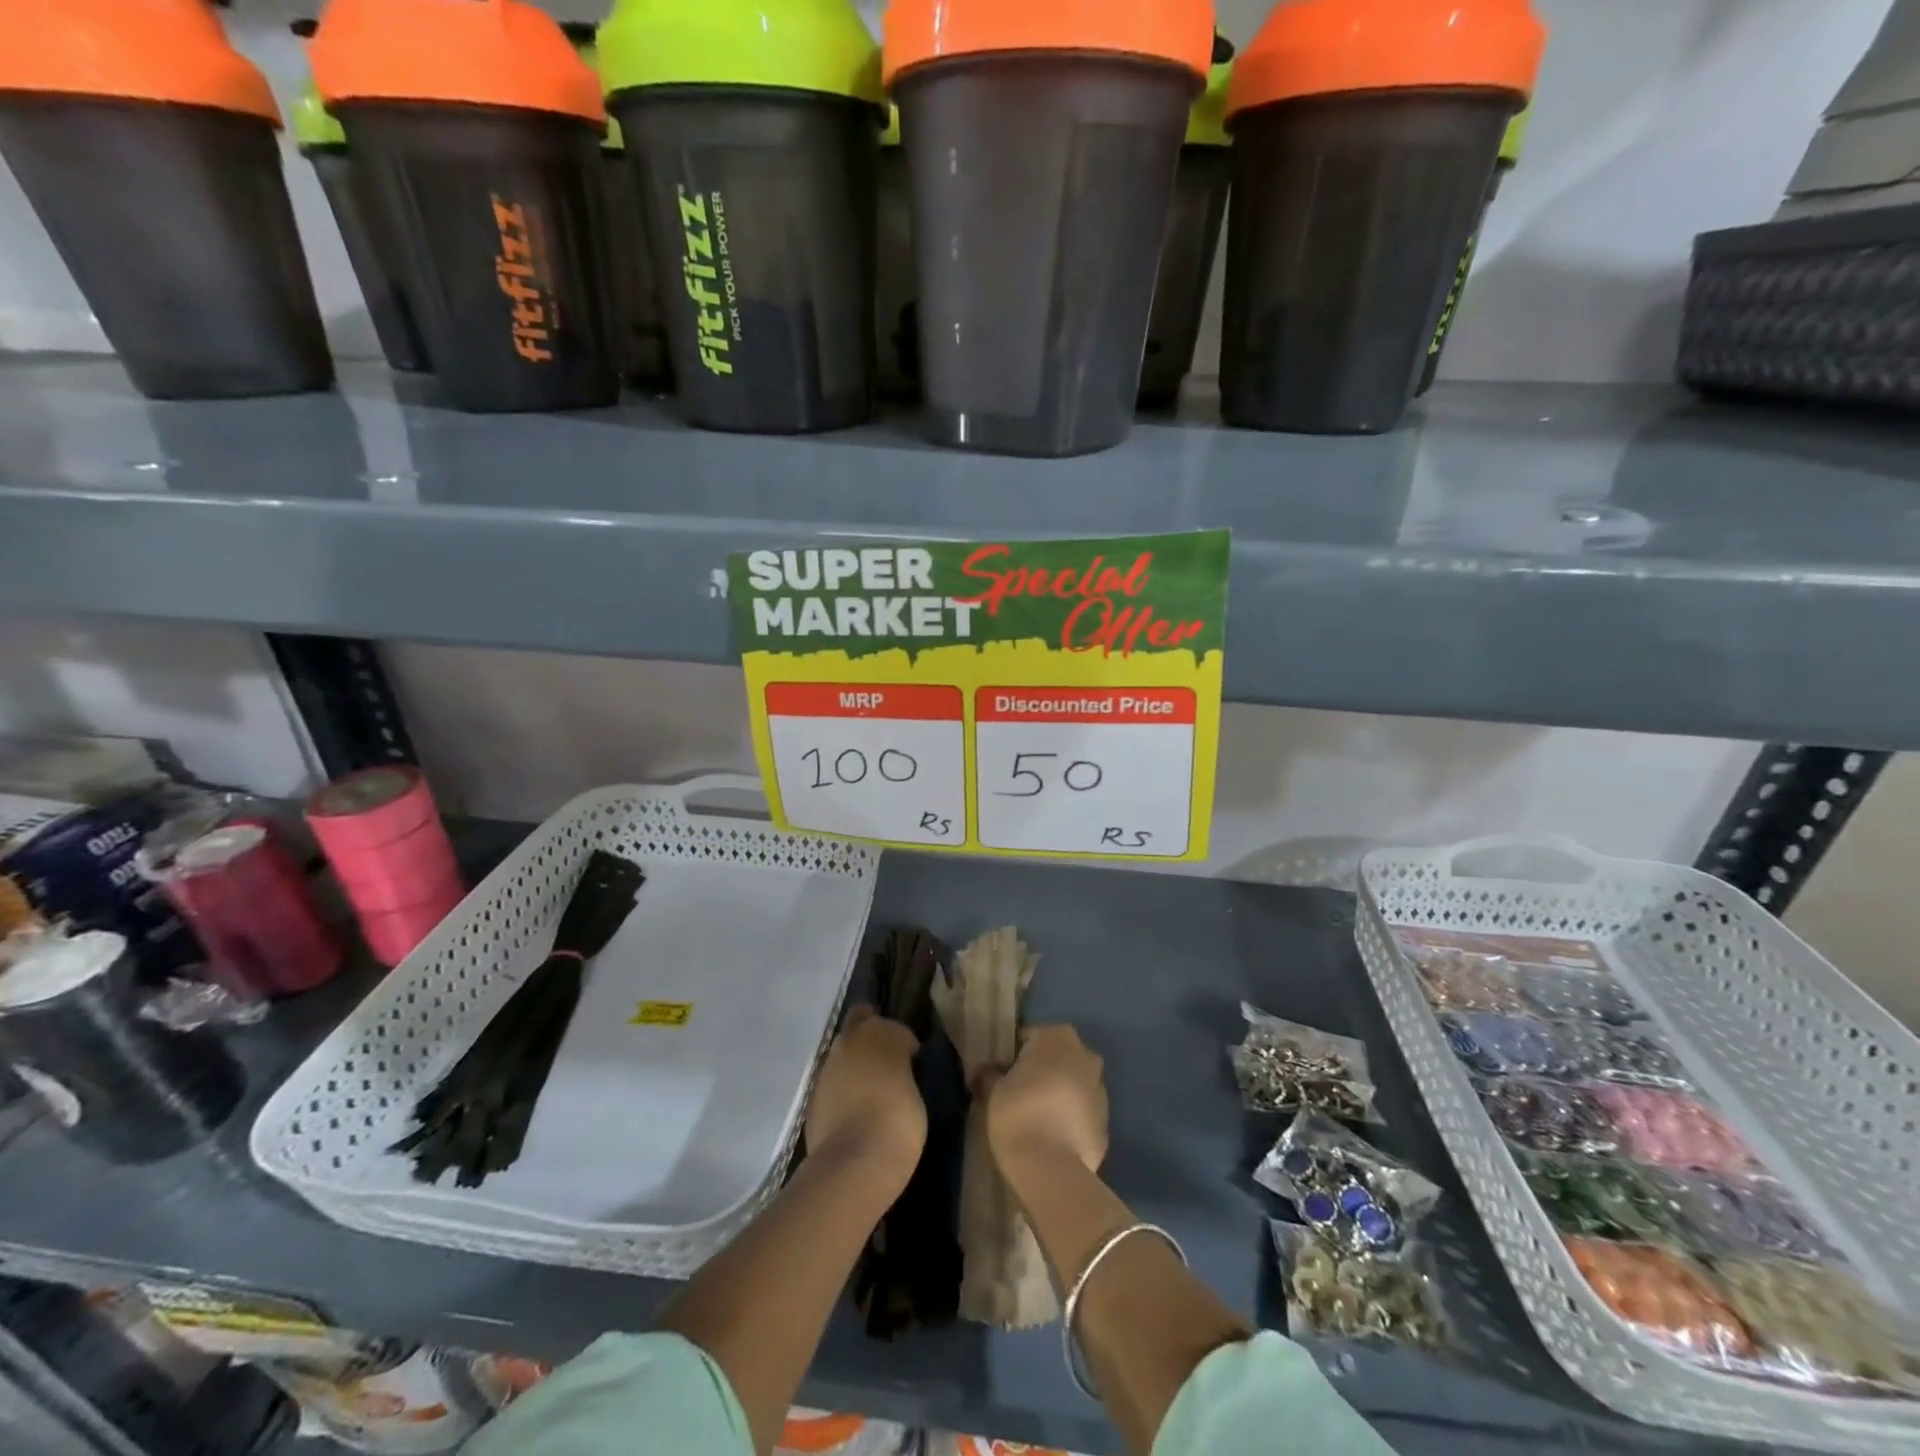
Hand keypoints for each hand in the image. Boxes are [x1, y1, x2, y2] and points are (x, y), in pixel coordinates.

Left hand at [804, 1007, 924, 1185]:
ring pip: (841, 1057)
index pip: (887, 1022)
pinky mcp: (812, 1099)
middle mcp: (847, 1042)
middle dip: (869, 1041)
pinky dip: (842, 1093)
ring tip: (871, 1096)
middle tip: (886, 1068)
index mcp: (878, 1032)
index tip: (909, 1059)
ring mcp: (825, 1070)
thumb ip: (900, 1069)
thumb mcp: (914, 1090)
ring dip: (853, 1067)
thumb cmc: (898, 1120)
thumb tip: (896, 1069)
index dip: (898, 1038)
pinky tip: (854, 1114)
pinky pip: (833, 1086)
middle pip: (857, 1027)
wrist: (854, 1163)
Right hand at [980, 1024, 1107, 1177]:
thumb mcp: (992, 1090)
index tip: (1001, 1077)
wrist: (1052, 1169)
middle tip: (1017, 1096)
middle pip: (1056, 1058)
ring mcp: (1100, 1088)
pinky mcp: (1107, 1122)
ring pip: (1072, 1084)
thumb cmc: (1019, 1114)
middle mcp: (1085, 1054)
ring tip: (1035, 1120)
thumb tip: (985, 1070)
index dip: (1012, 1057)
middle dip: (1040, 1072)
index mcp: (1057, 1036)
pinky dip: (1070, 1118)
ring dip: (1058, 1094)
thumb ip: (989, 1074)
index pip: (1029, 1038)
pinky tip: (1052, 1138)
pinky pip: (1082, 1112)